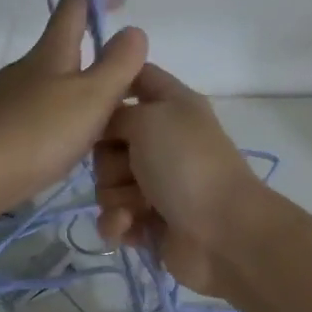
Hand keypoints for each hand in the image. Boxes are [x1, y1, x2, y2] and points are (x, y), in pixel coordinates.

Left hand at [0, 0, 146, 216]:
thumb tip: (133, 30)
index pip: (74, 7)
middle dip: (92, 55)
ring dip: (76, 93)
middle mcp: (25, 68)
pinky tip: (66, 146)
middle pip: (61, 49)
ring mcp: (7, 99)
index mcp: (51, 52)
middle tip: (123, 81)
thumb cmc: (38, 132)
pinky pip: (37, 114)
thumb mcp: (91, 97)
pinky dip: (58, 120)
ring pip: (50, 85)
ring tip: (101, 121)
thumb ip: (118, 65)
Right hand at [94, 63, 260, 294]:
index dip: (111, 86)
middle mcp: (162, 142)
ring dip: (117, 197)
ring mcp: (155, 185)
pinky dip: (119, 223)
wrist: (221, 232)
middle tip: (131, 169)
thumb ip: (116, 114)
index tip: (90, 102)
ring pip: (106, 184)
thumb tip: (105, 129)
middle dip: (108, 161)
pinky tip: (131, 227)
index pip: (137, 78)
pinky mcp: (148, 221)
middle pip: (108, 142)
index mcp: (171, 107)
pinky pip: (113, 217)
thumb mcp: (149, 120)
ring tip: (140, 206)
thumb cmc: (187, 165)